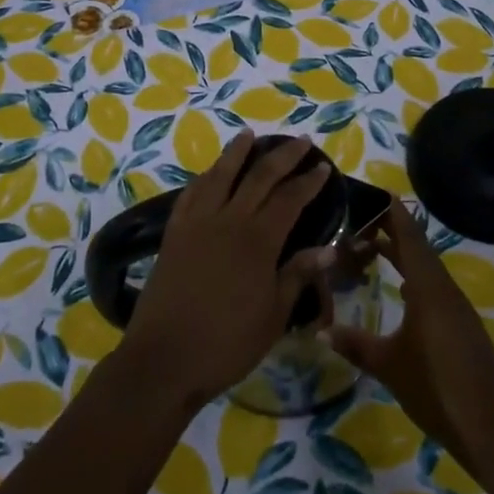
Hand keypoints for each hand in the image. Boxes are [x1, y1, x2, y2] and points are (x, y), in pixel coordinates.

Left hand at [121, 131, 332, 408]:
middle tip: (300, 141)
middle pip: (259, 176)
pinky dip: (204, 177)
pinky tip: (210, 172)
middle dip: (283, 156)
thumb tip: (329, 249)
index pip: (289, 198)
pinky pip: (191, 193)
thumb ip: (298, 276)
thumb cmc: (227, 343)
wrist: (164, 359)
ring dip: (237, 152)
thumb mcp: (274, 316)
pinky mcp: (174, 233)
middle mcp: (229, 220)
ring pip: (220, 174)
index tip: (323, 166)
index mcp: (258, 240)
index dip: (308, 181)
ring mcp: (197, 223)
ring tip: (249, 135)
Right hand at [324, 199, 493, 461]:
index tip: (376, 192)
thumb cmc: (435, 387)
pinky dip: (414, 278)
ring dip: (403, 255)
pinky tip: (401, 289)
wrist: (489, 428)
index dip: (393, 214)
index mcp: (428, 288)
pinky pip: (434, 288)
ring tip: (374, 246)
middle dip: (393, 231)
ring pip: (427, 269)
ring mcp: (457, 308)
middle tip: (363, 217)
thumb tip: (321, 329)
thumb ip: (355, 344)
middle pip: (418, 249)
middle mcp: (444, 289)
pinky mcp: (462, 326)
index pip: (409, 237)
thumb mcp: (388, 365)